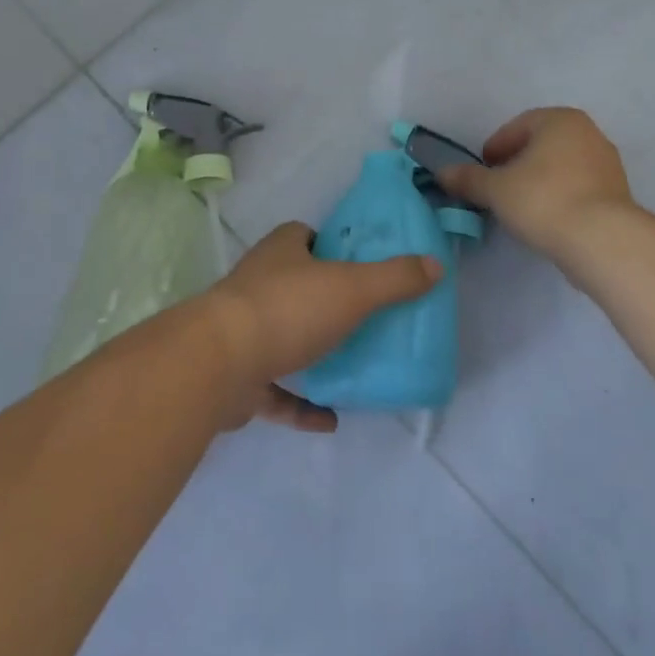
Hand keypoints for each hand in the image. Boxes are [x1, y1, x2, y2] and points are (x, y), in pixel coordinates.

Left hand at [201, 221, 441, 432]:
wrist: (218, 365)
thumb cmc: (288, 310)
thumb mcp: (353, 288)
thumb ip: (395, 278)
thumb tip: (435, 265)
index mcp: (282, 251)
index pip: (304, 236)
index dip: (329, 245)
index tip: (359, 263)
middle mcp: (259, 284)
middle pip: (295, 284)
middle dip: (324, 298)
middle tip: (364, 315)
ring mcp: (244, 331)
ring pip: (283, 335)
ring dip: (311, 350)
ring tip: (351, 364)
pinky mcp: (238, 377)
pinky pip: (276, 390)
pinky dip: (300, 403)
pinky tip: (330, 419)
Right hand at [438, 107, 633, 262]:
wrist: (602, 241)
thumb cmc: (544, 200)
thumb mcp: (496, 189)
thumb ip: (468, 179)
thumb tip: (442, 173)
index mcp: (560, 119)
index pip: (517, 126)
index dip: (495, 148)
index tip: (482, 171)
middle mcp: (588, 133)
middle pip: (541, 144)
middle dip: (517, 163)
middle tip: (497, 188)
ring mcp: (607, 163)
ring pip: (561, 166)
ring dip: (538, 181)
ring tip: (520, 207)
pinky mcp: (617, 193)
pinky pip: (578, 187)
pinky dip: (559, 196)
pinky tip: (546, 219)